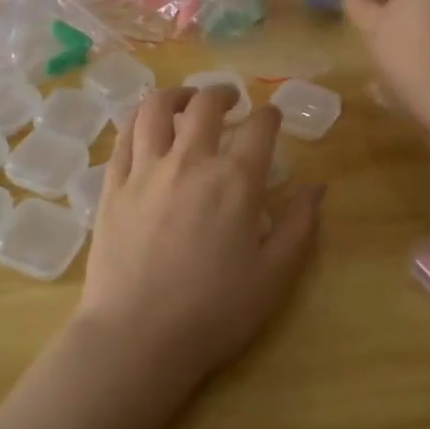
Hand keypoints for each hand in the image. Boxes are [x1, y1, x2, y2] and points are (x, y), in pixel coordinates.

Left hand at [77, 86, 322, 386]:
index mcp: (234, 181)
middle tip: (230, 98)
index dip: (271, 116)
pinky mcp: (112, 186)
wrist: (138, 335)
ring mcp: (145, 170)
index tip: (273, 116)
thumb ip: (299, 226)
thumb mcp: (273, 276)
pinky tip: (145, 128)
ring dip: (175, 95)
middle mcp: (189, 161)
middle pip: (205, 106)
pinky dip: (138, 122)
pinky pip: (123, 137)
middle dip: (222, 93)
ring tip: (184, 100)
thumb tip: (317, 188)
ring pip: (155, 109)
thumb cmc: (214, 311)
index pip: (259, 129)